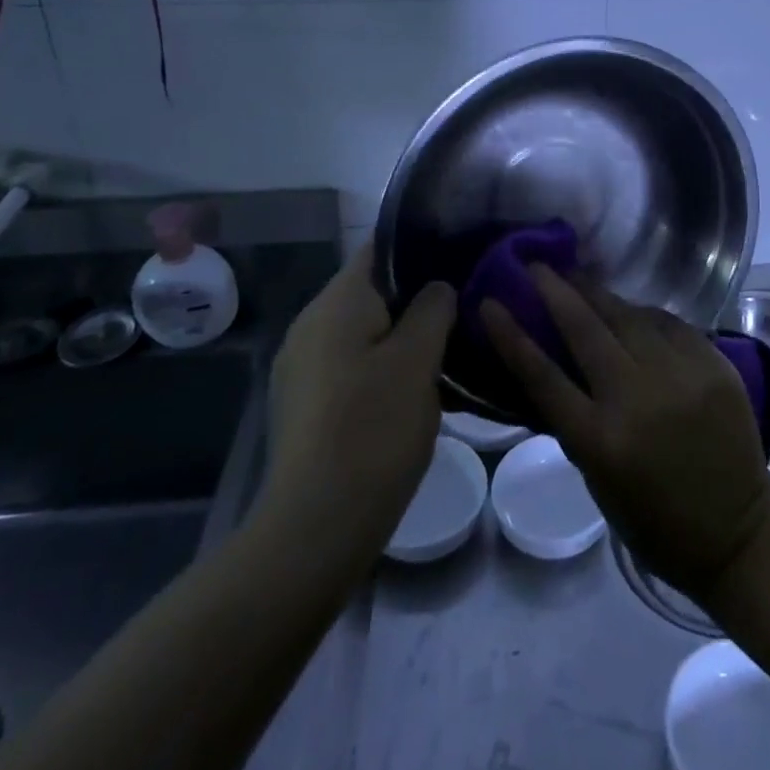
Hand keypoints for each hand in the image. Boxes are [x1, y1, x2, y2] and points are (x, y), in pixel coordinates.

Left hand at [257, 247, 455, 568]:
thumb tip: (437, 287)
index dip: (421, 245)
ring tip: (449, 350)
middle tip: (465, 308)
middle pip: (373, 290)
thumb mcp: (417, 360)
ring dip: (403, 335)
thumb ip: (432, 309)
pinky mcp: (306, 401)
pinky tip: (415, 390)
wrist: (316, 525)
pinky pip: (352, 363)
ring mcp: (303, 365)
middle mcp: (311, 323)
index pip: (379, 248)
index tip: (461, 255)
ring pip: (365, 330)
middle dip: (417, 297)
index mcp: (337, 302)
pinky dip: (383, 365)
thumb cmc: (373, 428)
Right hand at [485, 267, 769, 598]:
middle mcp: (638, 399)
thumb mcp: (598, 479)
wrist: (737, 529)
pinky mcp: (713, 364)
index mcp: (601, 440)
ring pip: (629, 316)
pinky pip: (669, 323)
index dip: (511, 336)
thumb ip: (575, 420)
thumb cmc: (654, 518)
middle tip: (536, 266)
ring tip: (576, 276)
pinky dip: (644, 313)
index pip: (543, 376)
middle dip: (556, 291)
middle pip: (586, 330)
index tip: (490, 303)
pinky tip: (630, 307)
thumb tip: (553, 363)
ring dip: (598, 294)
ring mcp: (681, 376)